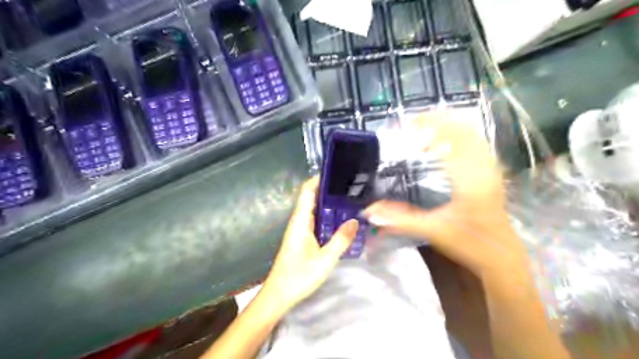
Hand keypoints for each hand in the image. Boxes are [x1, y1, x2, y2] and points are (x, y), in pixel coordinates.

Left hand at [261, 177, 358, 310]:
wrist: (279, 295)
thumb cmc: (299, 276)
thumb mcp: (325, 259)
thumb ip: (340, 239)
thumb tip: (355, 220)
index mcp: (301, 221)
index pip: (307, 191)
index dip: (318, 179)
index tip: (336, 173)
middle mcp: (298, 221)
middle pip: (312, 198)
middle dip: (328, 190)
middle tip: (350, 187)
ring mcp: (299, 230)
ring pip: (314, 210)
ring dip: (329, 204)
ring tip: (349, 200)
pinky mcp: (302, 239)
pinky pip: (315, 221)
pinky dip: (327, 217)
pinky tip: (340, 221)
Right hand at [364, 112, 529, 277]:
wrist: (502, 257)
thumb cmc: (470, 243)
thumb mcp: (433, 230)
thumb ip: (401, 219)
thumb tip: (370, 210)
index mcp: (470, 176)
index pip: (453, 136)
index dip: (431, 124)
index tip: (408, 124)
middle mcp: (484, 166)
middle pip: (465, 129)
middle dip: (438, 122)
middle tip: (413, 126)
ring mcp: (491, 169)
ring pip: (473, 135)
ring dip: (449, 128)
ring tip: (424, 133)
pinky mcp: (492, 174)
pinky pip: (476, 145)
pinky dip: (458, 138)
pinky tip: (443, 147)